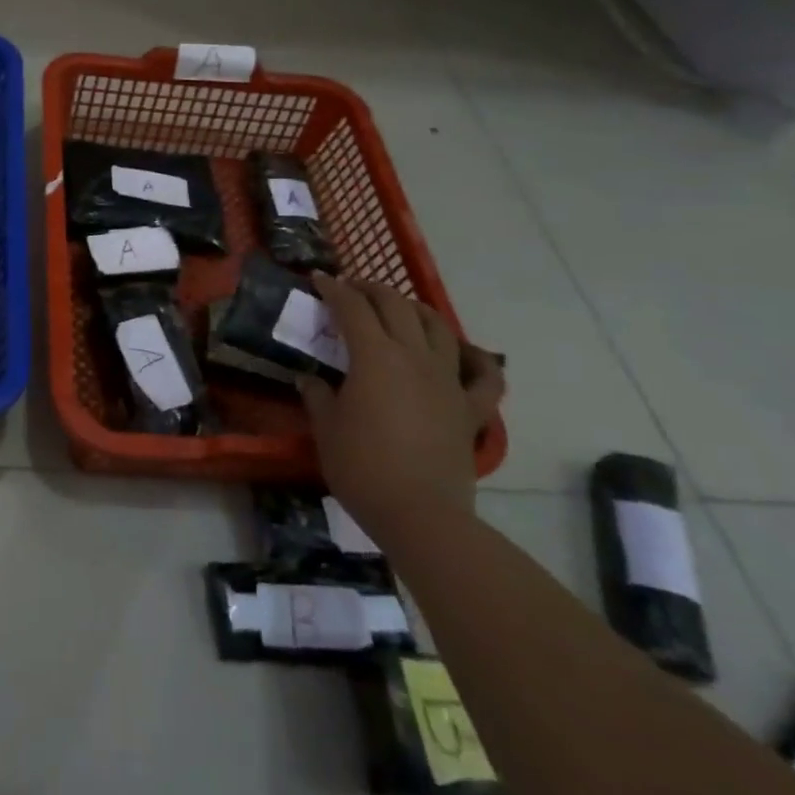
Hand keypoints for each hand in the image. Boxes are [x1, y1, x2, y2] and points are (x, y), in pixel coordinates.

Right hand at [298, 274, 505, 543]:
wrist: (420, 514)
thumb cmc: (361, 467)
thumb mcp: (326, 428)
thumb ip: (317, 395)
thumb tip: (308, 379)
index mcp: (374, 357)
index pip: (351, 308)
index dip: (333, 289)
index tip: (318, 279)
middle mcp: (413, 357)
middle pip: (396, 306)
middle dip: (371, 289)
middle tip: (352, 288)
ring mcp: (447, 381)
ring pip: (439, 328)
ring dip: (416, 310)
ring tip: (401, 308)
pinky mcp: (470, 409)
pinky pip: (485, 377)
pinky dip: (477, 360)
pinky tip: (466, 354)